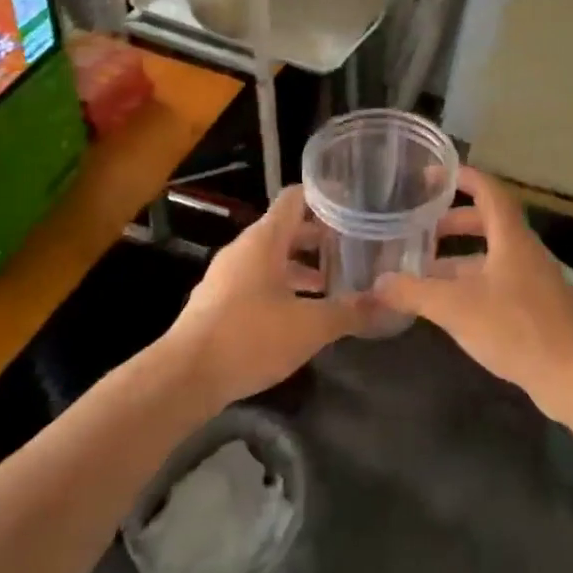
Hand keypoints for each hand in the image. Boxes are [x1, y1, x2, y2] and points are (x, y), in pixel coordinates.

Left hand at [164, 184, 370, 409]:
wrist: (185, 377)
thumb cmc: (249, 337)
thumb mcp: (309, 326)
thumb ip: (350, 312)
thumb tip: (388, 302)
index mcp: (265, 239)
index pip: (296, 197)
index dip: (325, 195)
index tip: (354, 202)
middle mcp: (244, 249)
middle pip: (287, 228)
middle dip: (321, 237)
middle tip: (355, 247)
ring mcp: (228, 275)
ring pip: (272, 258)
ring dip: (302, 266)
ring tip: (335, 283)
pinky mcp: (219, 301)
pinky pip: (258, 280)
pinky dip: (283, 286)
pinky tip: (302, 313)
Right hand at [372, 168, 572, 421]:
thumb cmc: (517, 327)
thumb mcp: (456, 308)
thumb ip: (415, 292)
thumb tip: (376, 282)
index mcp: (510, 236)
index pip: (488, 190)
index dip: (461, 177)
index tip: (432, 176)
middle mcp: (524, 251)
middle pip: (488, 222)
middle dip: (453, 222)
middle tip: (420, 229)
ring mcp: (534, 280)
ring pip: (492, 256)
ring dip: (460, 258)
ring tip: (424, 271)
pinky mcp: (537, 309)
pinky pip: (499, 282)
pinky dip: (473, 284)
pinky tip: (451, 307)